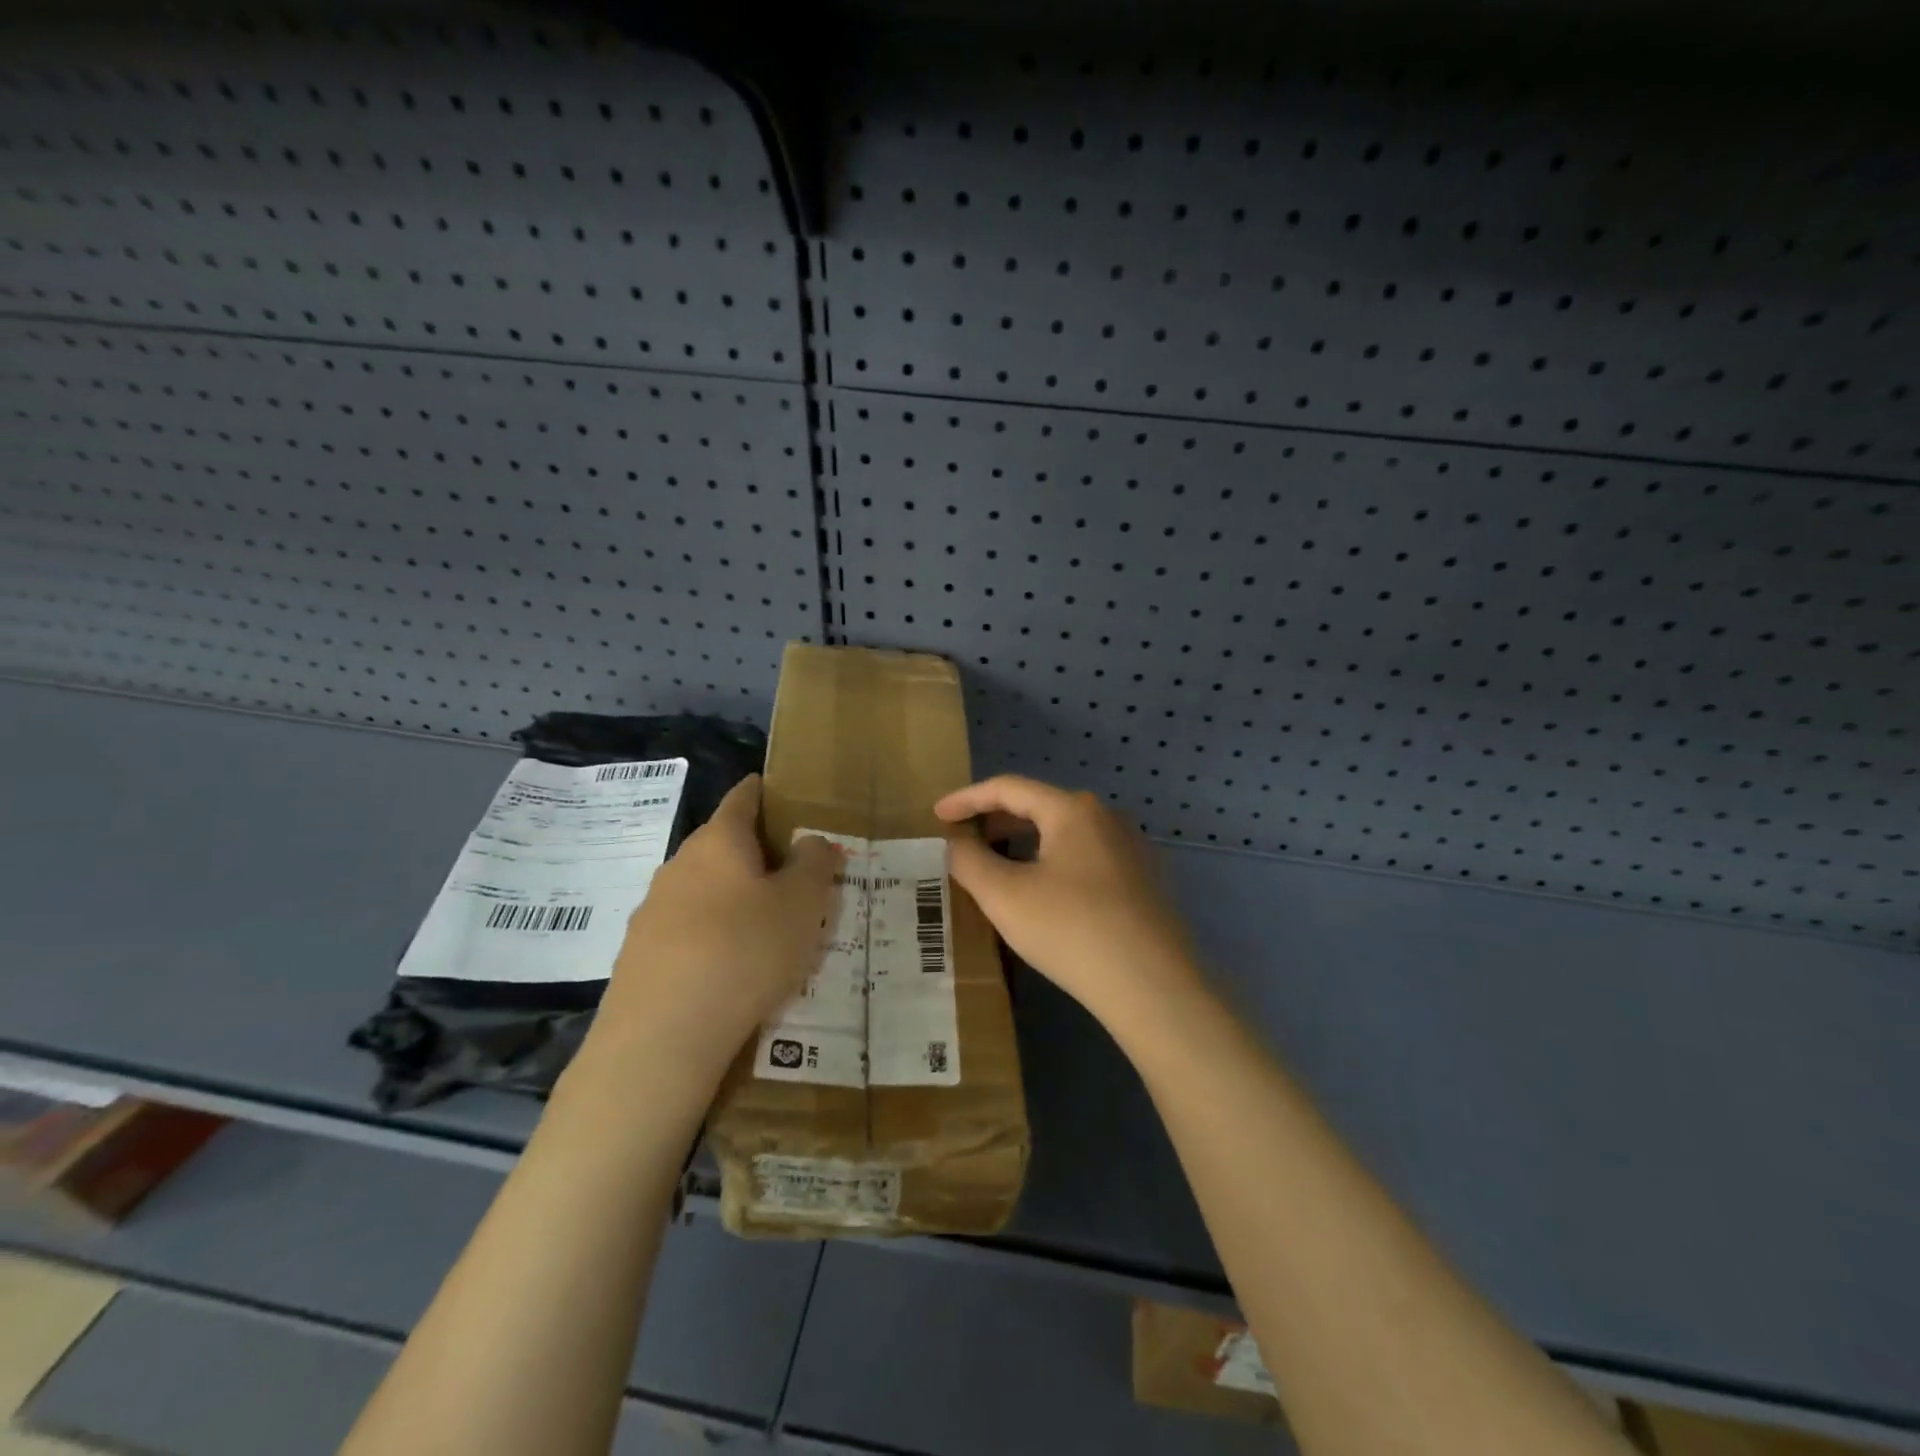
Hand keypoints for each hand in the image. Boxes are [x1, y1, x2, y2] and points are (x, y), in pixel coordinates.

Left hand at [587, 775, 840, 1083]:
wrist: (661, 1036)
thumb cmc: (745, 951)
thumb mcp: (802, 904)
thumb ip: (814, 864)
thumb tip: (810, 841)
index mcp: (720, 841)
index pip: (743, 798)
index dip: (765, 791)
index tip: (784, 794)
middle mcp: (680, 864)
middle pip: (723, 844)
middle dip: (757, 852)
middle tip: (794, 874)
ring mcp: (653, 909)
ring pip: (704, 887)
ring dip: (734, 896)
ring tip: (767, 925)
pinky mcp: (640, 953)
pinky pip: (687, 927)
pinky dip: (712, 933)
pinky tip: (730, 966)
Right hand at [934, 775, 1202, 1035]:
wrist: (1153, 986)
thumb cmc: (1071, 930)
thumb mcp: (1004, 896)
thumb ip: (969, 861)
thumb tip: (957, 842)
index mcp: (1073, 809)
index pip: (1008, 788)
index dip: (967, 799)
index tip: (937, 816)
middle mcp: (1106, 817)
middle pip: (1039, 807)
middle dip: (995, 822)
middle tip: (962, 843)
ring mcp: (1130, 848)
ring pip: (1064, 834)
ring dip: (1023, 844)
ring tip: (996, 868)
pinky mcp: (1143, 880)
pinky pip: (1085, 857)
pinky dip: (1052, 863)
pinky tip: (1041, 894)